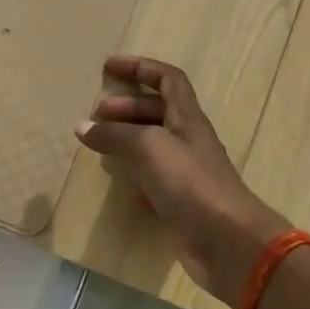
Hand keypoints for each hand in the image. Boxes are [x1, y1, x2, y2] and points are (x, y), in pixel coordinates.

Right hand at [76, 55, 291, 305]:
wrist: (226, 241)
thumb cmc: (190, 182)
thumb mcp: (148, 148)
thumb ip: (115, 134)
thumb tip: (83, 126)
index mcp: (187, 118)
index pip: (167, 79)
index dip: (140, 67)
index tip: (109, 67)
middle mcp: (189, 141)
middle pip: (158, 112)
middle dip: (127, 107)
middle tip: (97, 115)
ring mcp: (187, 174)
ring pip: (154, 147)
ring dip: (128, 141)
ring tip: (101, 146)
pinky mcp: (182, 204)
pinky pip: (155, 183)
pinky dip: (136, 180)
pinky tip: (121, 188)